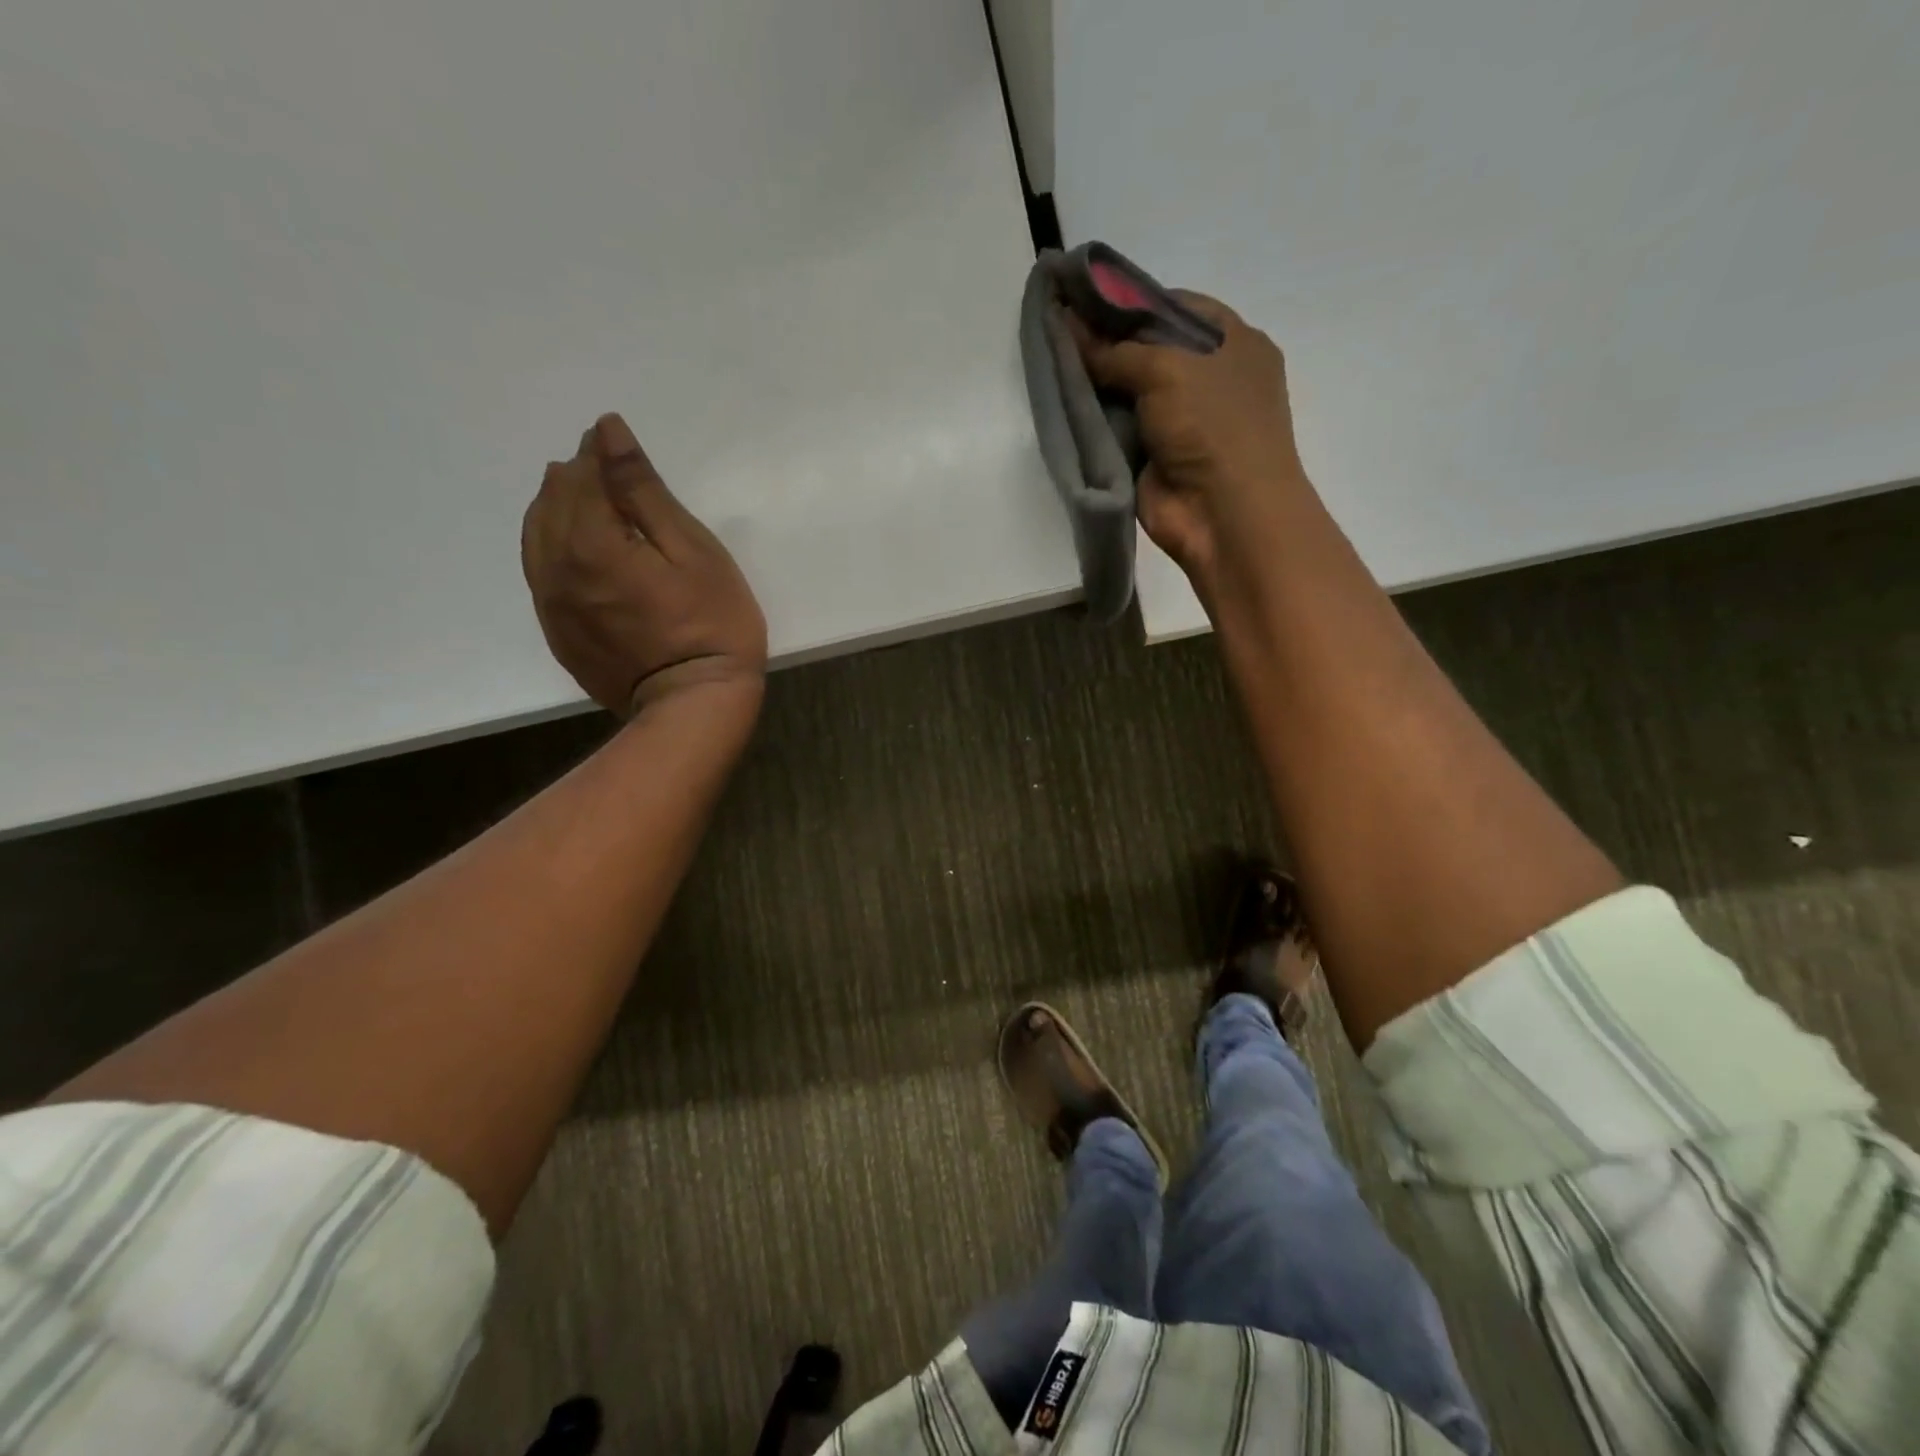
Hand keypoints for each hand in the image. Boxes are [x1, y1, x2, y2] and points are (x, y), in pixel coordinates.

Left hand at [522, 414, 766, 716]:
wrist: (693, 706)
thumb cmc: (711, 624)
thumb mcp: (692, 551)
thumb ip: (643, 491)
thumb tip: (607, 433)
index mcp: (588, 543)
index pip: (580, 477)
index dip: (597, 453)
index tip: (616, 442)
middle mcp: (555, 570)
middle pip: (549, 502)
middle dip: (576, 478)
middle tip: (608, 471)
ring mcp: (551, 606)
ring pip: (536, 537)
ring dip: (558, 510)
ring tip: (592, 503)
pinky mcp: (558, 634)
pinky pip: (541, 574)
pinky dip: (553, 547)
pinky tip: (580, 550)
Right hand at [1076, 295, 1308, 594]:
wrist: (1223, 513)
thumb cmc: (1212, 425)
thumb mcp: (1167, 368)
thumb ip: (1115, 348)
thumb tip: (1069, 325)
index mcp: (1232, 341)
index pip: (1173, 305)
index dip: (1128, 300)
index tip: (1082, 299)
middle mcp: (1208, 376)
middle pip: (1148, 348)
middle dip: (1106, 341)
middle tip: (1058, 329)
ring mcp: (1181, 419)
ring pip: (1129, 389)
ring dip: (1095, 380)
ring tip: (1052, 360)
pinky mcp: (1155, 455)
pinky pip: (1118, 427)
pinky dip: (1095, 418)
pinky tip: (1063, 401)